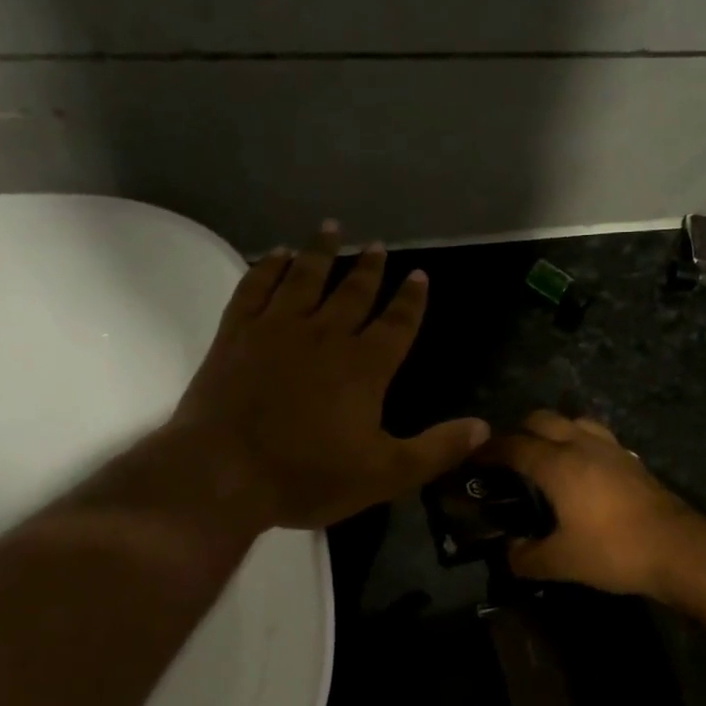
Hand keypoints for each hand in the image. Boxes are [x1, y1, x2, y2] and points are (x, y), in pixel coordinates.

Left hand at [157, 224, 488, 530]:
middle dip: (369, 268)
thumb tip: (484, 427)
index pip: (397, 323)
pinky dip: (269, 267)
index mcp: (365, 367)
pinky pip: (256, 287)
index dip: (411, 299)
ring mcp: (276, 329)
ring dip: (321, 252)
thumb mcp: (385, 474)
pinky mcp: (236, 334)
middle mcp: (325, 336)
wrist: (221, 474)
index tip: (419, 274)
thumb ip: (437, 449)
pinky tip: (277, 255)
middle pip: (353, 292)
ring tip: (331, 228)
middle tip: (378, 245)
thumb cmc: (307, 476)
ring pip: (305, 278)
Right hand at [481, 411, 705, 598]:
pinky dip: (579, 441)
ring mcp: (610, 448)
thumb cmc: (613, 550)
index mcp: (557, 464)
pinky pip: (596, 436)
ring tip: (545, 455)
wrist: (677, 548)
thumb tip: (509, 553)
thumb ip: (527, 558)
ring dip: (553, 429)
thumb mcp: (562, 562)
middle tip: (507, 456)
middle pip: (542, 419)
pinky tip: (582, 468)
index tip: (472, 457)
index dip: (489, 449)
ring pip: (573, 421)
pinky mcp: (630, 459)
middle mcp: (581, 444)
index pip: (514, 445)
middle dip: (519, 431)